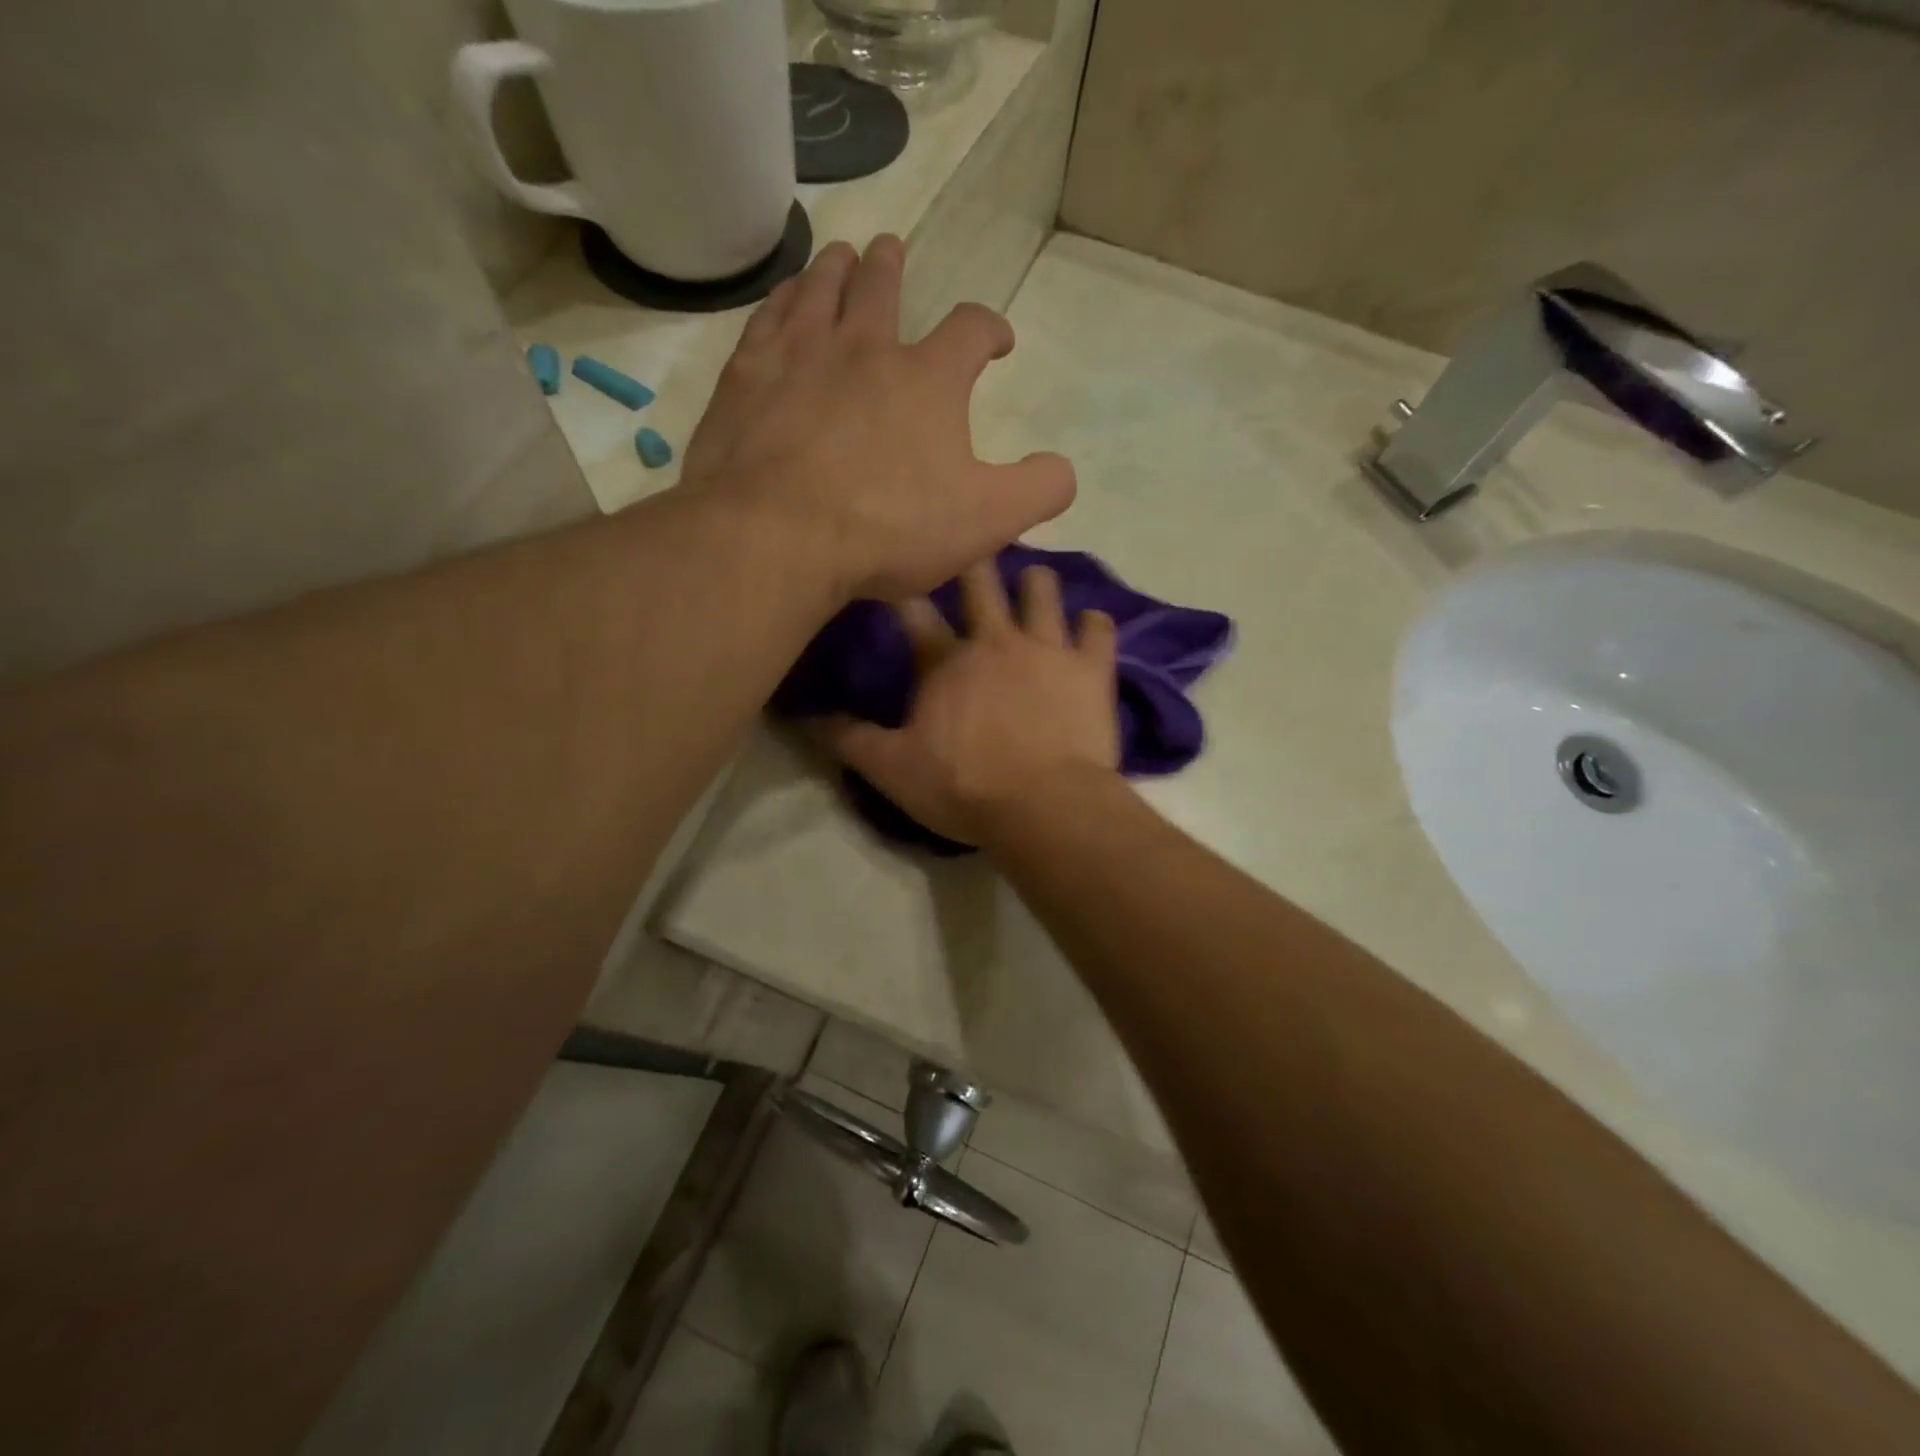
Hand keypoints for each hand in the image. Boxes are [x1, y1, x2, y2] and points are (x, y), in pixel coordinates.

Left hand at [683, 235, 1076, 601]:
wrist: (778, 537)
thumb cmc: (889, 528)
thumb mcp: (986, 520)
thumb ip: (1037, 490)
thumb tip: (1062, 470)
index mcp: (928, 378)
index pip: (970, 331)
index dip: (989, 330)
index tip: (996, 340)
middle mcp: (864, 347)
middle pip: (882, 287)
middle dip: (892, 268)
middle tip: (891, 251)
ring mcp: (799, 355)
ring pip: (820, 290)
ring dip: (835, 269)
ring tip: (840, 255)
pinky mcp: (746, 377)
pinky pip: (767, 318)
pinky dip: (780, 300)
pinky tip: (782, 299)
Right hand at [822, 561, 1121, 845]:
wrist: (1045, 807)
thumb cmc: (965, 788)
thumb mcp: (892, 770)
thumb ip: (849, 739)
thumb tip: (805, 716)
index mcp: (945, 660)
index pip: (913, 610)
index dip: (902, 587)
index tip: (896, 568)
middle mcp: (996, 639)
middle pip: (981, 579)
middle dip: (971, 558)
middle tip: (969, 548)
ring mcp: (1048, 648)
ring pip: (1043, 589)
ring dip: (1035, 583)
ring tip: (1032, 585)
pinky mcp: (1092, 668)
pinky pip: (1099, 628)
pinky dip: (1094, 624)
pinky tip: (1089, 627)